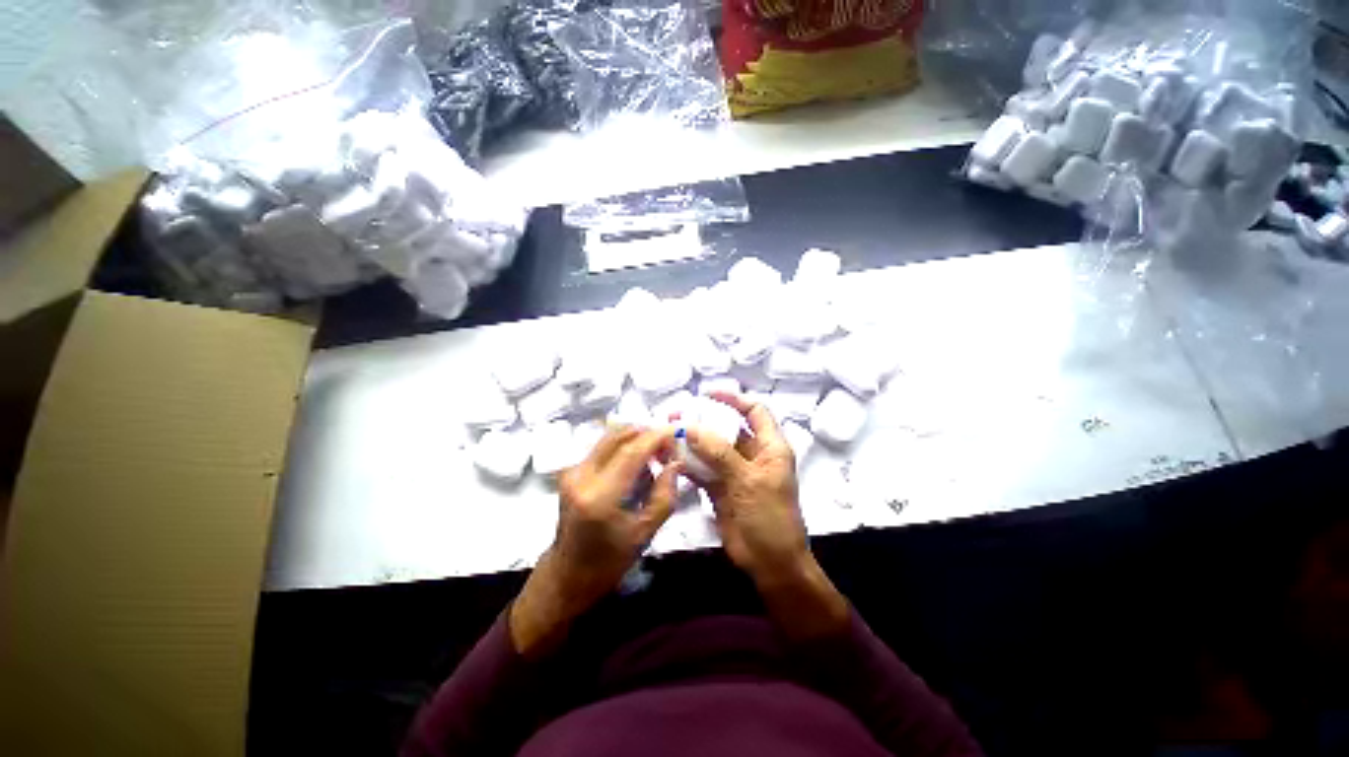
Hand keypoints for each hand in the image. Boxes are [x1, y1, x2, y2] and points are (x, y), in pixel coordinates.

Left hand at [510, 425, 679, 655]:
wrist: (569, 572)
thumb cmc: (611, 559)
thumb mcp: (646, 532)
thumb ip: (665, 494)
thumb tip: (676, 462)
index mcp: (600, 496)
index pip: (631, 452)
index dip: (656, 437)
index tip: (675, 433)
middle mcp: (582, 476)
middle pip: (618, 436)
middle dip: (647, 434)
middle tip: (666, 447)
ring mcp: (573, 470)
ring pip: (610, 437)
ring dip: (635, 438)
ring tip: (654, 456)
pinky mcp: (571, 470)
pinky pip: (603, 446)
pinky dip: (624, 447)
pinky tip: (636, 465)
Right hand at [685, 393, 808, 581]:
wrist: (770, 563)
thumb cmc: (769, 517)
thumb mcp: (747, 479)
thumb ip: (718, 452)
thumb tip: (690, 427)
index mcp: (770, 447)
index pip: (754, 411)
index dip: (733, 399)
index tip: (707, 394)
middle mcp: (752, 454)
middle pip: (727, 428)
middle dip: (703, 420)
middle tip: (676, 415)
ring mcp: (735, 472)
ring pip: (711, 449)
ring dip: (691, 442)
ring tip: (667, 433)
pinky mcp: (721, 488)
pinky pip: (702, 470)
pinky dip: (687, 464)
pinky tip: (669, 458)